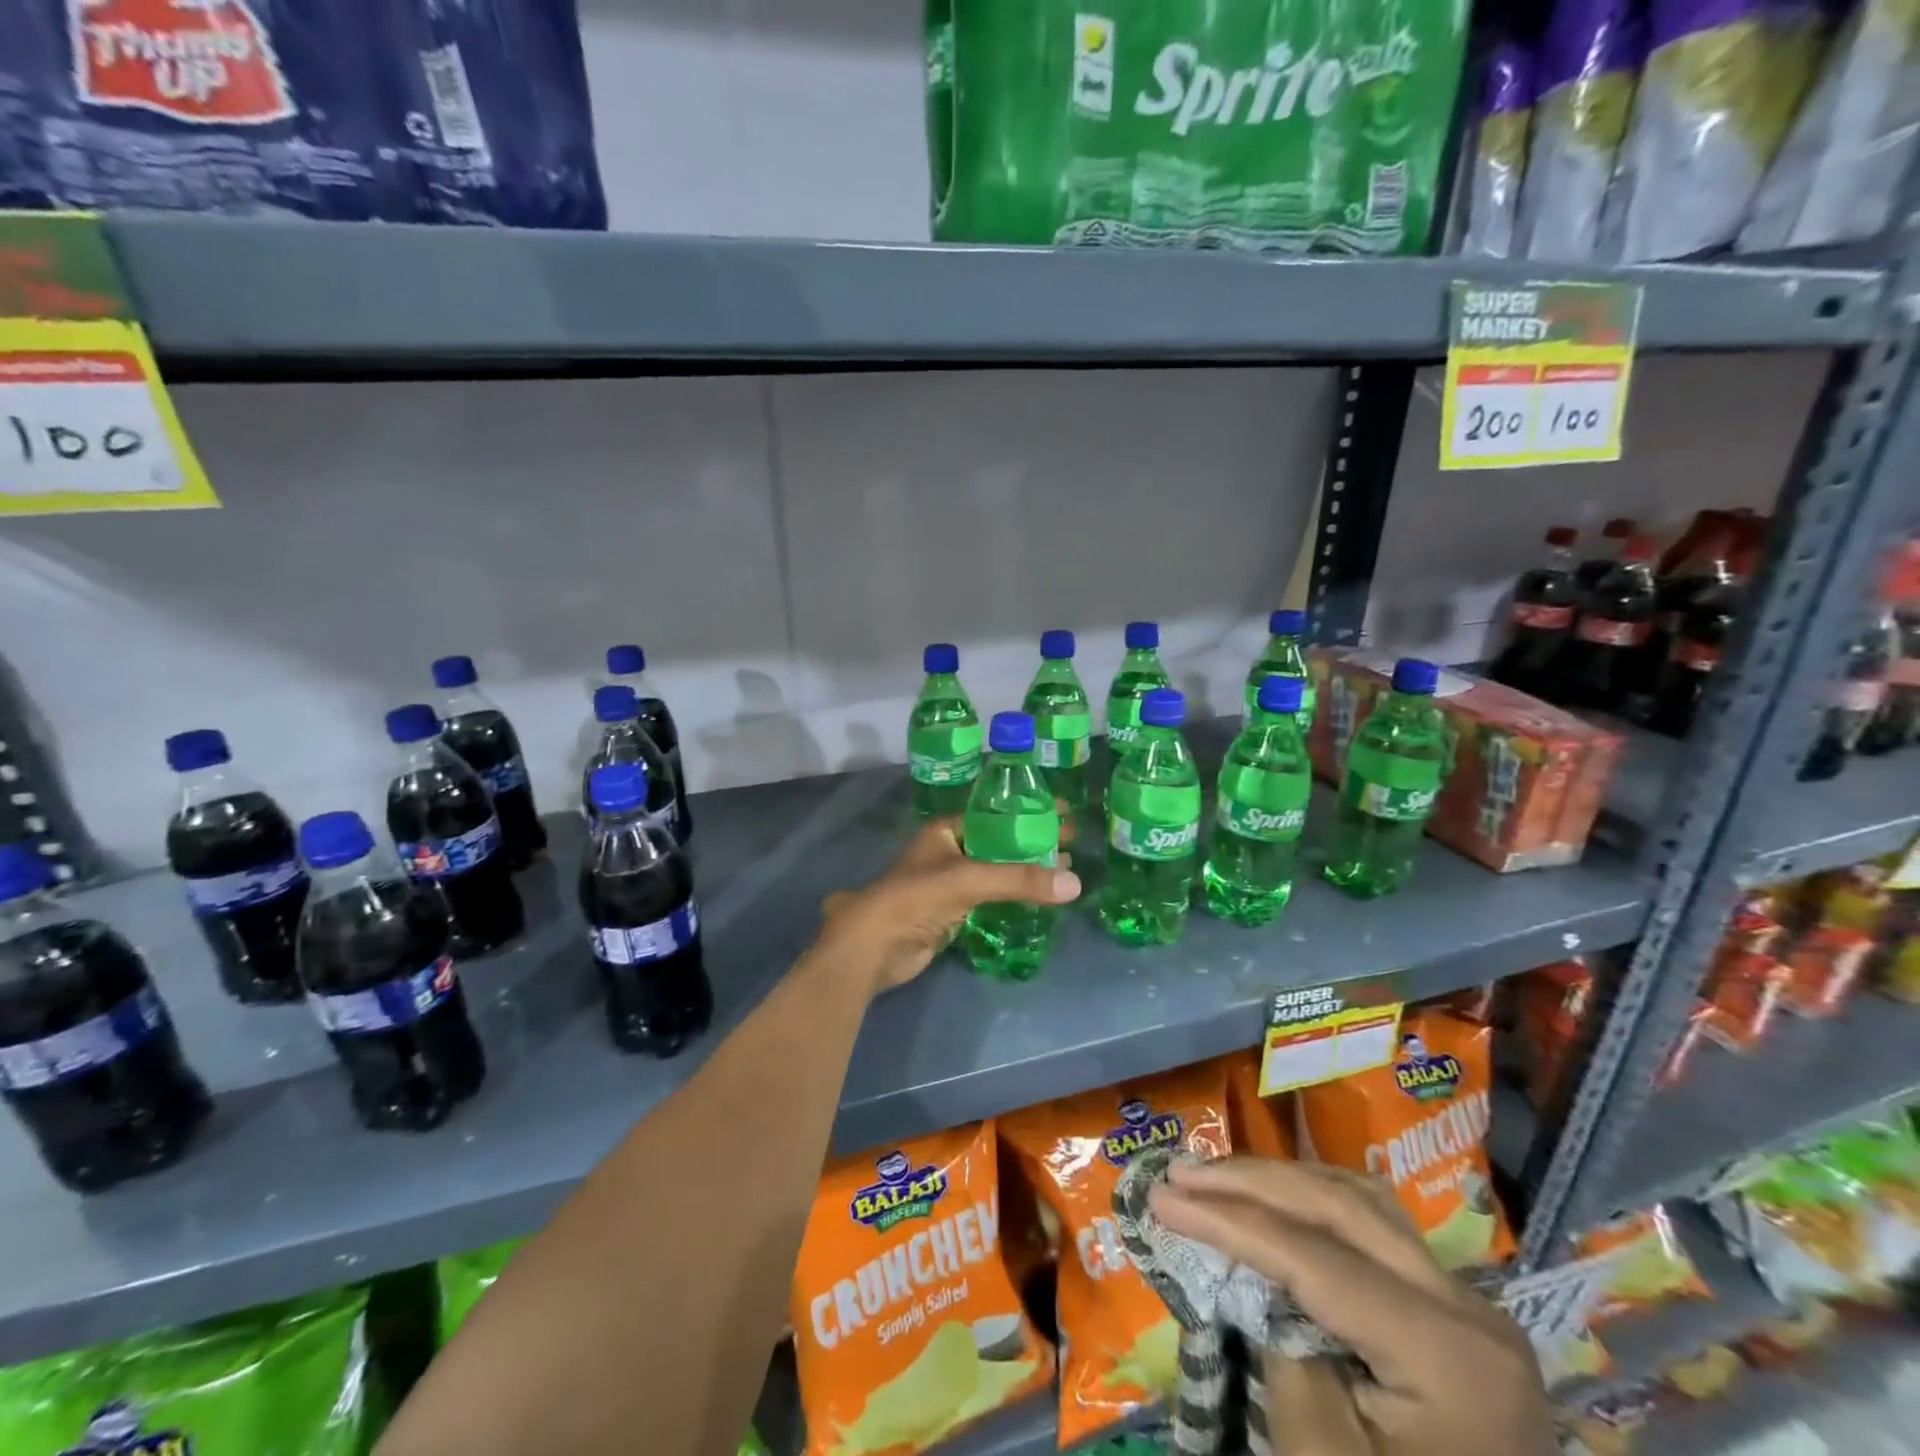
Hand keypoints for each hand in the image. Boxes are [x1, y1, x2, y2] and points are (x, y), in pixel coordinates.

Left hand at [816, 816, 1078, 993]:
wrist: (874, 945)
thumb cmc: (916, 897)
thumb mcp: (970, 880)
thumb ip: (1020, 880)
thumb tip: (1075, 883)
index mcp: (946, 830)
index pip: (995, 814)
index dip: (1028, 813)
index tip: (1064, 814)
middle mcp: (948, 851)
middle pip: (999, 842)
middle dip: (1033, 843)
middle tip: (1072, 844)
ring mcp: (949, 883)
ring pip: (996, 872)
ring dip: (1026, 872)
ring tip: (1065, 871)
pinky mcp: (952, 912)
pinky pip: (991, 899)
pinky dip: (1014, 897)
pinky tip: (1040, 899)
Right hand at [1148, 1158, 1556, 1455]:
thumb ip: (1284, 1347)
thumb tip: (1256, 1276)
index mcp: (1446, 1353)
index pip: (1313, 1257)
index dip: (1228, 1220)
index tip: (1160, 1198)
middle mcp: (1468, 1309)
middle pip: (1341, 1207)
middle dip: (1251, 1182)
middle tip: (1181, 1172)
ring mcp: (1468, 1307)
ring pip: (1363, 1203)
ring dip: (1283, 1181)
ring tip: (1218, 1176)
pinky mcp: (1455, 1315)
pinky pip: (1379, 1231)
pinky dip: (1319, 1203)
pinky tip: (1278, 1199)